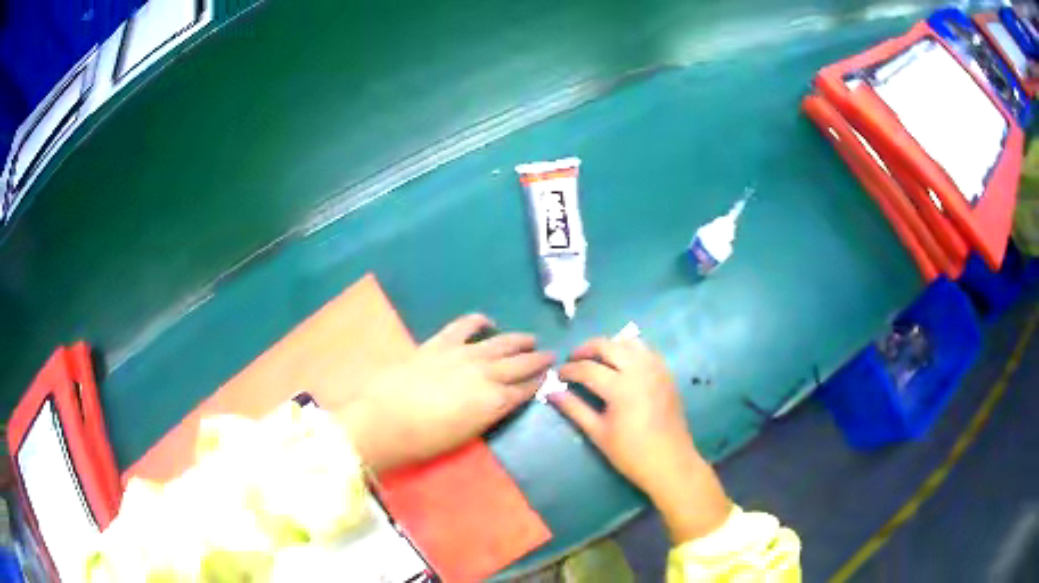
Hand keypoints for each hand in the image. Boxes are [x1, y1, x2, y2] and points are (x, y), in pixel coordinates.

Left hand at [340, 314, 553, 471]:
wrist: (384, 421)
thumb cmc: (425, 440)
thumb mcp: (466, 435)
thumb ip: (487, 414)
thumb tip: (498, 401)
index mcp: (493, 402)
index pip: (525, 389)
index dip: (538, 382)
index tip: (548, 376)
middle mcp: (486, 374)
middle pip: (519, 364)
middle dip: (537, 359)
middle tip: (550, 355)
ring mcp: (463, 354)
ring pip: (500, 343)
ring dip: (518, 340)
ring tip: (530, 338)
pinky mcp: (440, 343)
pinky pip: (464, 326)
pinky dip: (478, 321)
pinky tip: (487, 321)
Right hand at [550, 338, 730, 542]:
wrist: (670, 462)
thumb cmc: (631, 453)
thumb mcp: (598, 433)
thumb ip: (574, 409)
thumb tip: (551, 392)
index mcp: (620, 387)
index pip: (587, 368)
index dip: (569, 369)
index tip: (558, 375)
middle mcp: (640, 370)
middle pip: (608, 345)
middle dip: (586, 349)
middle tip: (573, 360)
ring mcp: (656, 369)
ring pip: (629, 342)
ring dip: (609, 345)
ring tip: (597, 359)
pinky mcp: (666, 373)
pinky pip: (646, 350)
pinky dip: (630, 350)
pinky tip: (622, 364)